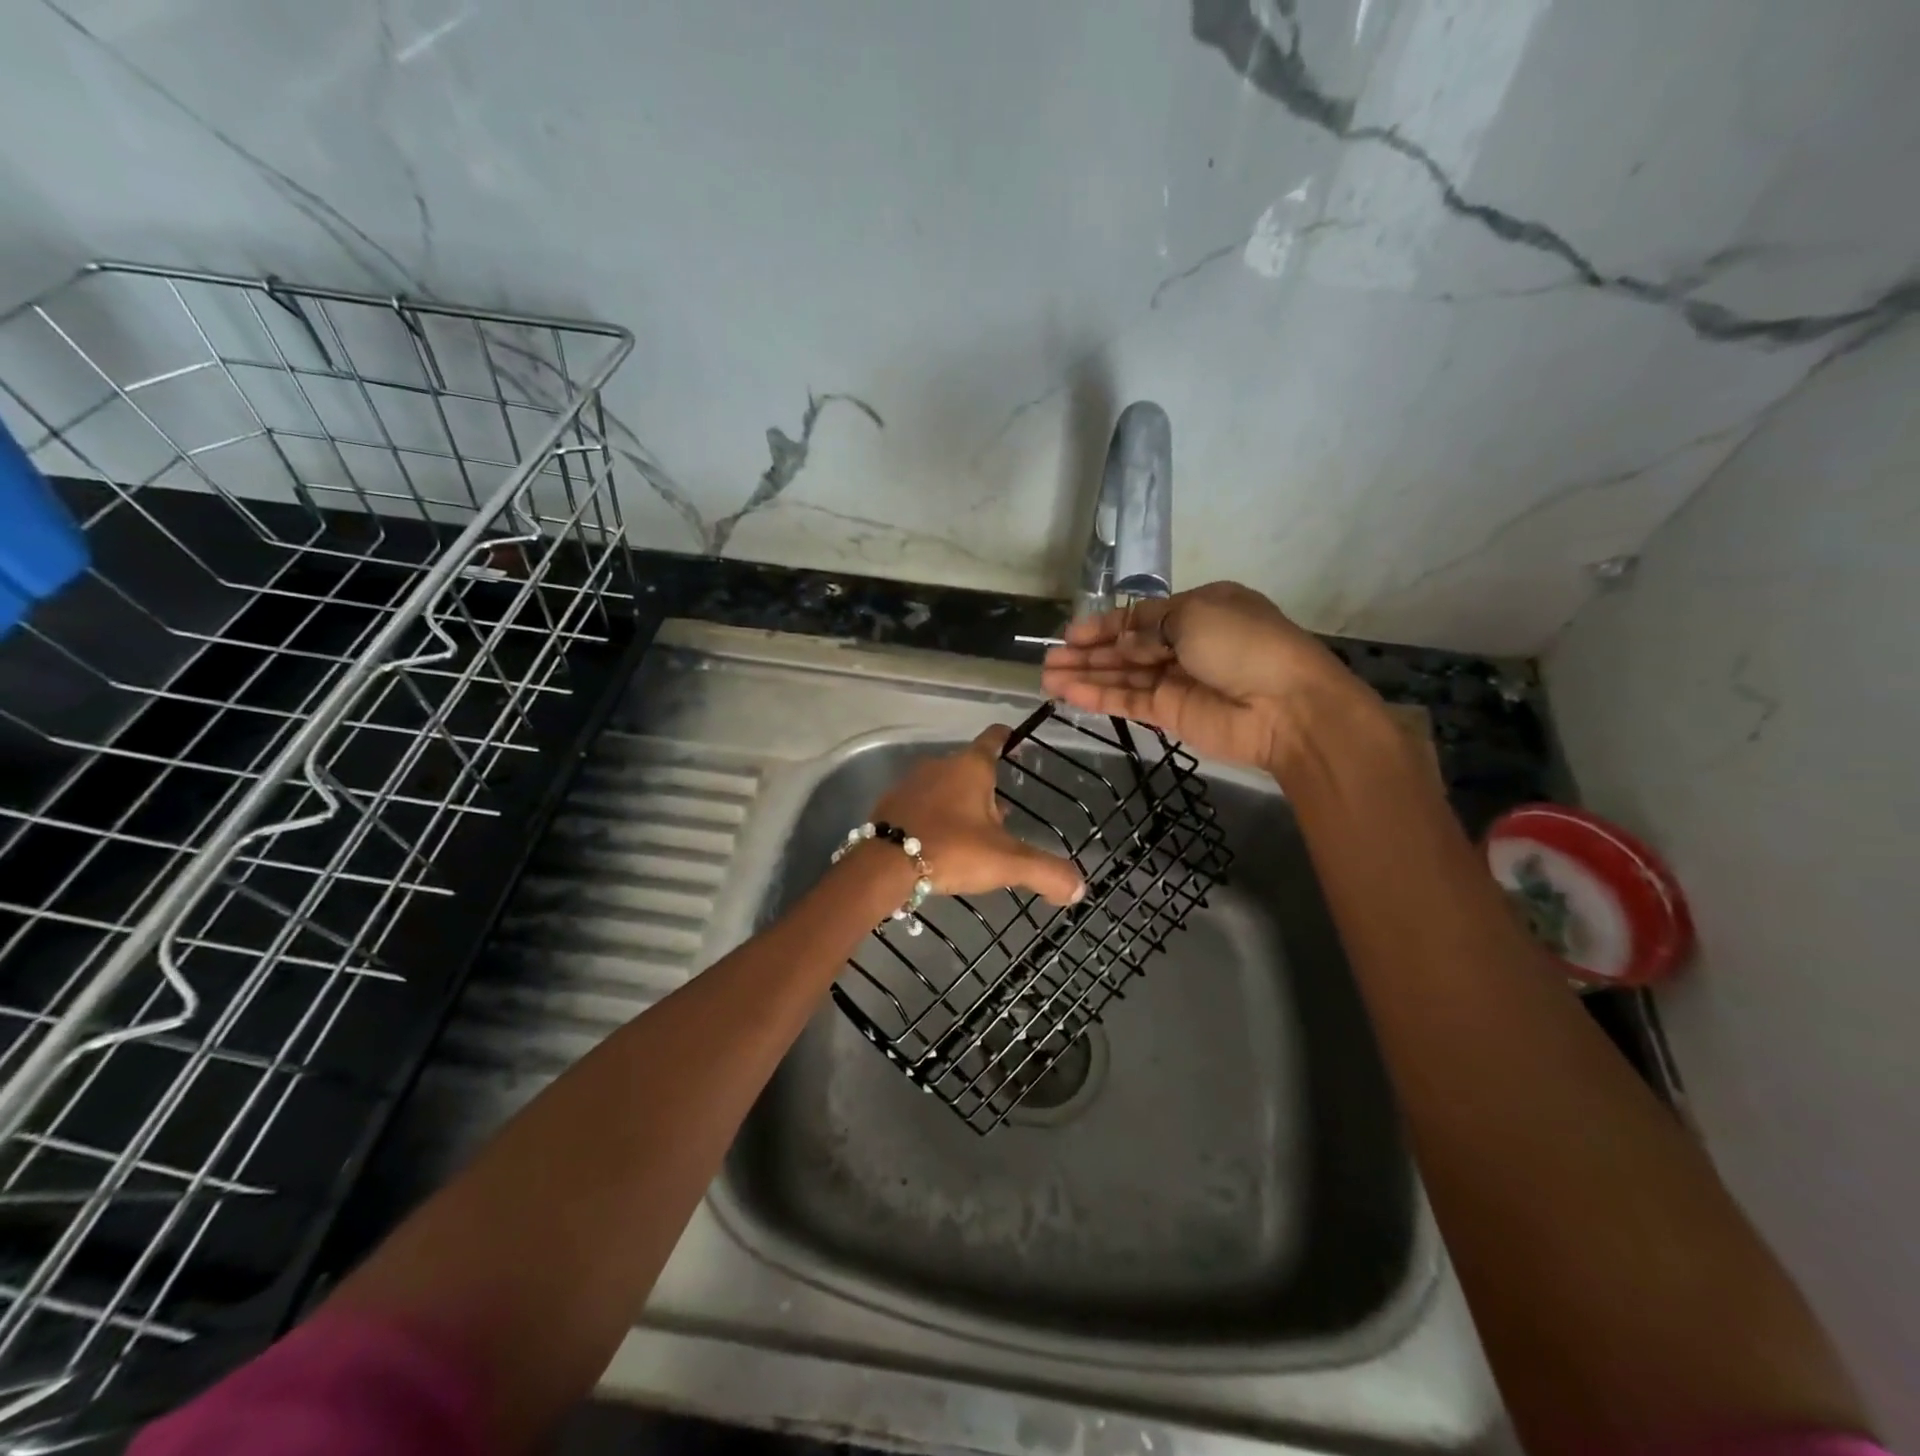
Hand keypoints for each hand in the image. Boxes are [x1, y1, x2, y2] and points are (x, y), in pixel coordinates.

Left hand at [870, 726, 1084, 905]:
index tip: (1016, 742)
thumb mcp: (1006, 862)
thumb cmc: (951, 850)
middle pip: (971, 769)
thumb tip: (1078, 888)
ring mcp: (911, 782)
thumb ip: (1045, 872)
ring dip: (959, 807)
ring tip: (970, 840)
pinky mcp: (890, 804)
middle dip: (987, 792)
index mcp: (971, 767)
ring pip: (945, 788)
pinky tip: (938, 845)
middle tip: (1001, 824)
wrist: (882, 866)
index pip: (994, 739)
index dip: (1008, 739)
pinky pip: (921, 805)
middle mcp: (940, 765)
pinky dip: (933, 818)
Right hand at [1039, 581, 1379, 772]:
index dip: (1104, 624)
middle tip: (1048, 659)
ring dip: (1085, 676)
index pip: (1140, 616)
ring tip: (1046, 677)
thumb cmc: (1244, 644)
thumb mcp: (1194, 615)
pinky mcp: (1171, 714)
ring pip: (1121, 676)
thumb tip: (1121, 640)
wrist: (1286, 706)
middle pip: (1126, 647)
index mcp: (1197, 610)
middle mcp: (1184, 643)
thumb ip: (1148, 627)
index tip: (1070, 633)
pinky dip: (1099, 697)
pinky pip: (1128, 701)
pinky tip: (1068, 694)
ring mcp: (1176, 681)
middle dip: (1087, 652)